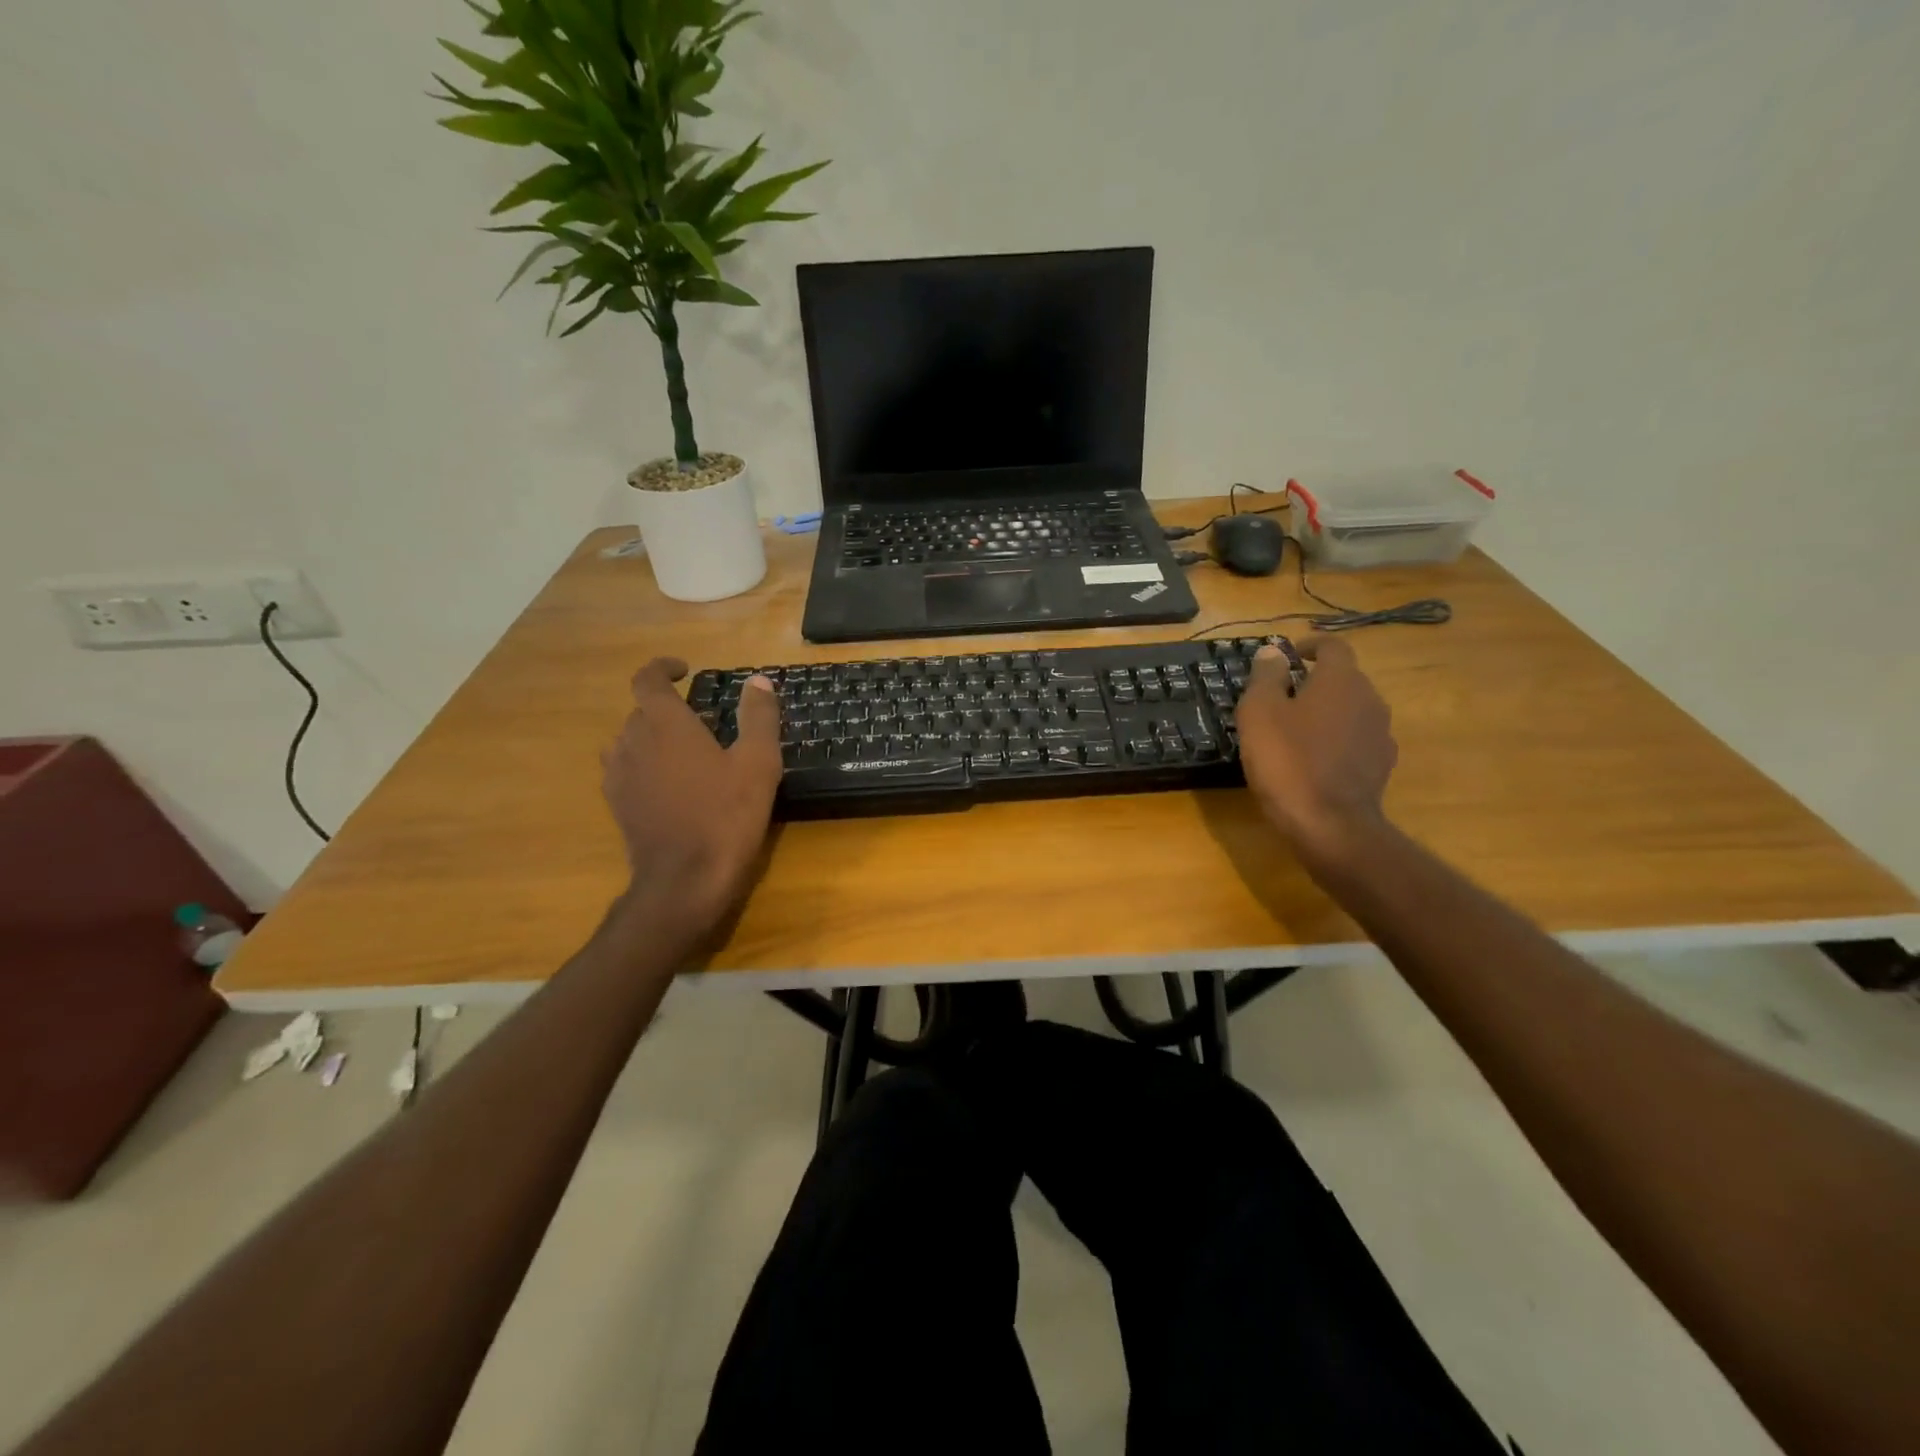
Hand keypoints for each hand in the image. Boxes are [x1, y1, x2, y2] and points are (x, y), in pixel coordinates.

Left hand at [601, 657, 781, 937]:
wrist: (685, 880)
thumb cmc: (726, 816)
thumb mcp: (757, 763)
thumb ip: (758, 717)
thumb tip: (759, 681)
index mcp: (666, 724)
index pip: (647, 679)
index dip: (663, 668)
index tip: (685, 670)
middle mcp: (633, 741)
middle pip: (642, 711)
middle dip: (670, 708)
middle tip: (705, 722)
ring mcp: (619, 775)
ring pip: (631, 740)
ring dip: (654, 736)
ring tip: (686, 753)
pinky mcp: (617, 804)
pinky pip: (625, 769)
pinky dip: (645, 764)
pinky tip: (671, 785)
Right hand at [1235, 636, 1397, 863]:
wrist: (1329, 824)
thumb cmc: (1287, 760)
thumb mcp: (1259, 712)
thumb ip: (1266, 677)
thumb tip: (1273, 652)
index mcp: (1341, 680)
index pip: (1332, 646)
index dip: (1310, 646)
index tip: (1288, 656)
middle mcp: (1370, 699)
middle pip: (1344, 678)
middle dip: (1315, 682)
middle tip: (1282, 697)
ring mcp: (1380, 734)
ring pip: (1351, 710)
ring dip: (1327, 712)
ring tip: (1296, 731)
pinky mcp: (1381, 765)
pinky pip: (1356, 740)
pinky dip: (1337, 740)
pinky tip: (1314, 760)